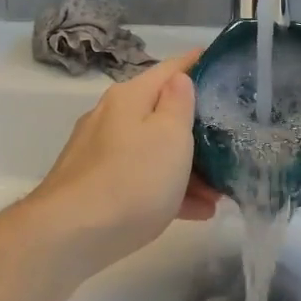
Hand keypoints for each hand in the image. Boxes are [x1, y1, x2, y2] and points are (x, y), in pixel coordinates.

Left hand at [26, 53, 216, 271]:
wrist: (68, 236)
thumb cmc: (131, 179)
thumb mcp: (170, 136)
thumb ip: (179, 104)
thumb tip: (179, 80)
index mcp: (129, 97)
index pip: (170, 68)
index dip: (197, 63)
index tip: (222, 63)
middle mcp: (111, 117)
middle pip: (161, 112)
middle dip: (197, 129)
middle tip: (231, 144)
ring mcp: (100, 153)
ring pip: (152, 150)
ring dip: (187, 167)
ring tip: (218, 193)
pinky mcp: (94, 186)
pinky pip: (139, 178)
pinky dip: (166, 189)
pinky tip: (194, 212)